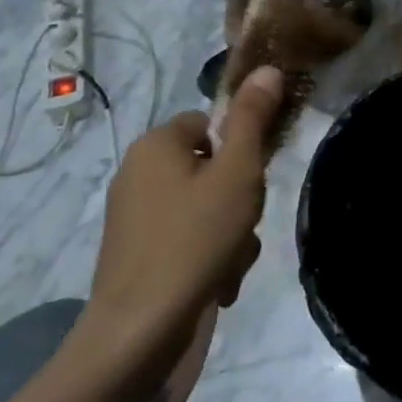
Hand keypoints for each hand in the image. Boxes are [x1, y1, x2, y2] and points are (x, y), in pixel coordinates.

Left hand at [84, 66, 284, 349]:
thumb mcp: (237, 174)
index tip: (252, 183)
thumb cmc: (193, 241)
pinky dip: (207, 255)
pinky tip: (216, 284)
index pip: (212, 124)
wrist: (138, 333)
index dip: (241, 151)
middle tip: (243, 227)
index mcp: (156, 144)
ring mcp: (133, 215)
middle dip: (238, 201)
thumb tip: (268, 69)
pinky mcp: (135, 252)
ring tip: (230, 264)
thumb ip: (253, 119)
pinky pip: (186, 237)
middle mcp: (138, 171)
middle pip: (211, 168)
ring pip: (205, 207)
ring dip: (229, 233)